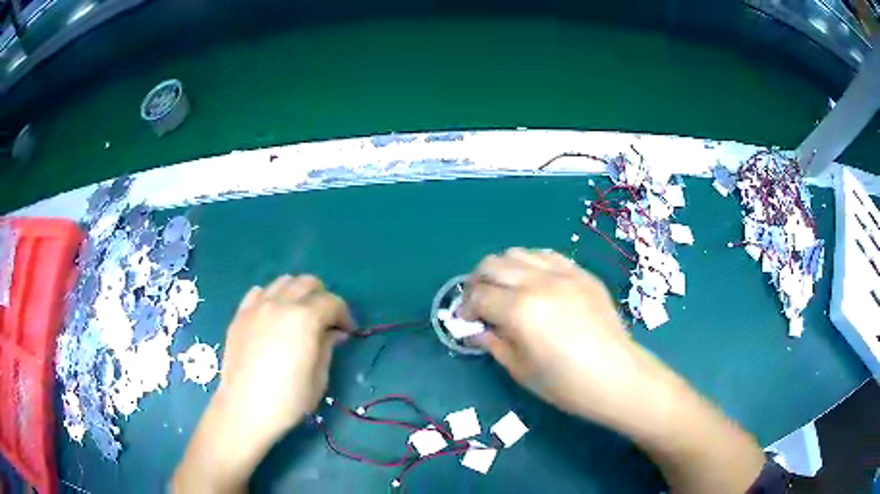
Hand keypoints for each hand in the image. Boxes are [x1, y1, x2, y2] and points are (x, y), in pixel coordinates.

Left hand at [174, 275, 353, 493]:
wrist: (245, 408)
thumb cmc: (288, 399)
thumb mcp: (319, 378)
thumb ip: (328, 347)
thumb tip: (334, 333)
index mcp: (305, 318)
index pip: (332, 302)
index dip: (344, 315)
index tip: (348, 332)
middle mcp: (281, 303)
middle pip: (308, 283)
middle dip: (323, 298)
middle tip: (326, 321)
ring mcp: (257, 306)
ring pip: (283, 282)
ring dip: (298, 293)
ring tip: (299, 315)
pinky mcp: (240, 314)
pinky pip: (259, 292)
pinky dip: (272, 297)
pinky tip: (273, 316)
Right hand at [462, 248, 653, 422]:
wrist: (616, 376)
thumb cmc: (565, 384)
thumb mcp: (520, 370)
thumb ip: (493, 343)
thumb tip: (475, 329)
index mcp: (520, 310)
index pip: (478, 295)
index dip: (464, 307)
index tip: (464, 319)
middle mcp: (538, 283)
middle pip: (492, 264)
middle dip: (477, 282)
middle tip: (480, 302)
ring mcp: (563, 273)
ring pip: (518, 253)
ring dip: (503, 269)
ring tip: (507, 290)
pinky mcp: (581, 273)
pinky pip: (548, 255)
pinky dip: (532, 264)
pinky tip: (535, 282)